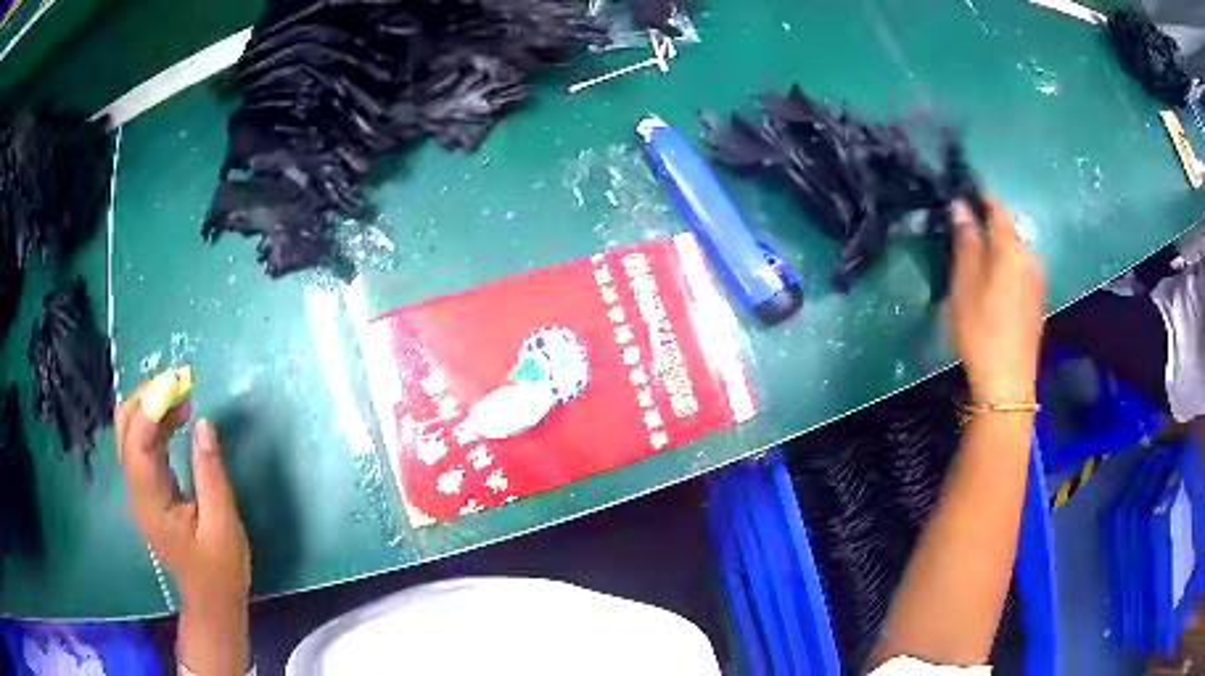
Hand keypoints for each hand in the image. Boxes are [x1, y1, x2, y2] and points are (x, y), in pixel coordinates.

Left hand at [114, 379, 249, 674]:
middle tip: (181, 383)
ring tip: (183, 396)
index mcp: (150, 501)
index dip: (152, 404)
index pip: (137, 440)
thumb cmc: (220, 570)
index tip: (179, 380)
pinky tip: (178, 418)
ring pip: (130, 429)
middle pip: (124, 426)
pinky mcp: (146, 487)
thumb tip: (203, 423)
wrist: (210, 601)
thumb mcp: (223, 525)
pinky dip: (156, 421)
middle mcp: (136, 488)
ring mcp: (138, 487)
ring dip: (152, 405)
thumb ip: (210, 474)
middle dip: (147, 395)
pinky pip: (142, 442)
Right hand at [949, 198, 1045, 404]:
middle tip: (965, 235)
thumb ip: (966, 242)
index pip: (997, 208)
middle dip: (988, 226)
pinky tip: (995, 285)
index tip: (963, 191)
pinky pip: (1022, 269)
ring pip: (1016, 250)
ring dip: (998, 249)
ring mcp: (1038, 279)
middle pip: (1008, 230)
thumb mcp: (965, 285)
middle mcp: (1030, 256)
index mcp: (1011, 248)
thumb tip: (961, 206)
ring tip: (978, 262)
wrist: (1008, 382)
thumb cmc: (981, 330)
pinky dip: (1008, 266)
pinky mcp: (1039, 299)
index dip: (981, 196)